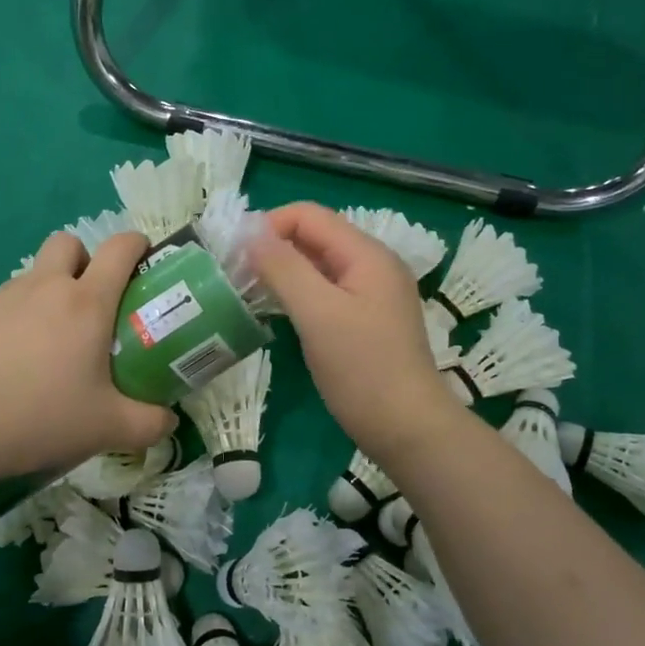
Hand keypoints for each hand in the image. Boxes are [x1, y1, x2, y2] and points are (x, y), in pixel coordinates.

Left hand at [0, 232, 176, 477]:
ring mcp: (3, 297)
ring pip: (34, 275)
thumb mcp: (106, 428)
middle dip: (84, 260)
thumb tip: (168, 421)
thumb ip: (148, 424)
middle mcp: (45, 287)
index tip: (145, 263)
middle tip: (91, 304)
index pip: (120, 247)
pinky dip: (16, 321)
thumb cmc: (40, 416)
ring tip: (49, 346)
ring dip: (49, 294)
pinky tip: (10, 365)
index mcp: (86, 302)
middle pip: (69, 243)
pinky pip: (4, 305)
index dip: (137, 245)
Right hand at [249, 203, 465, 460]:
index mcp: (367, 254)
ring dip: (283, 270)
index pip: (309, 215)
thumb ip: (284, 268)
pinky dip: (299, 292)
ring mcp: (372, 293)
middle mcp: (373, 265)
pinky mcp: (366, 319)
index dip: (269, 225)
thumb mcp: (318, 314)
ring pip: (318, 265)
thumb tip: (250, 233)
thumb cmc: (363, 369)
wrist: (408, 430)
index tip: (235, 254)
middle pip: (315, 236)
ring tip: (249, 290)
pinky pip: (326, 290)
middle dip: (274, 247)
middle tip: (236, 273)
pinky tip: (277, 310)